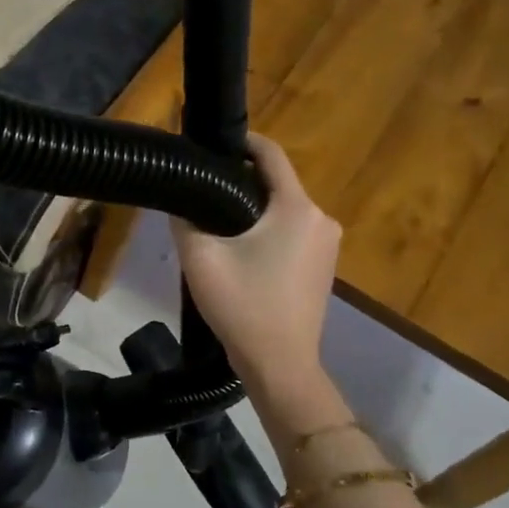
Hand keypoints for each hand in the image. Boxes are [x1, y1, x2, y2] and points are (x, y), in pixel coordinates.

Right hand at [173, 134, 339, 394]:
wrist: (280, 365)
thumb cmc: (243, 306)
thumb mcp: (200, 258)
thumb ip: (186, 219)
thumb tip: (180, 198)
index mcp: (297, 208)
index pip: (271, 154)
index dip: (241, 141)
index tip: (211, 143)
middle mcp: (321, 218)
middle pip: (276, 183)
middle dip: (240, 181)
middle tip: (202, 190)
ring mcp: (328, 244)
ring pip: (283, 210)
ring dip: (252, 209)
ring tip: (215, 222)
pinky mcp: (324, 265)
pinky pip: (292, 232)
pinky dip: (267, 231)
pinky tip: (240, 251)